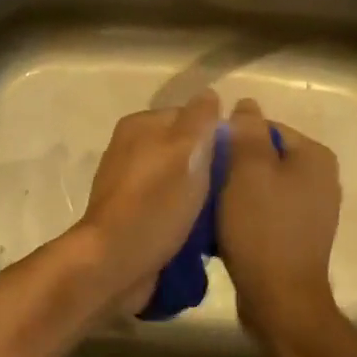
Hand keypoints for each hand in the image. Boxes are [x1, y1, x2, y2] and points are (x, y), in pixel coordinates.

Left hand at [77, 92, 221, 313]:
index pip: (190, 117)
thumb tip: (209, 94)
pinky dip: (186, 217)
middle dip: (210, 168)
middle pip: (184, 150)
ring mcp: (129, 186)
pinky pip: (169, 208)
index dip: (218, 135)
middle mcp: (130, 150)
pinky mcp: (132, 218)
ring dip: (200, 196)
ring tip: (226, 213)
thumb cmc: (155, 201)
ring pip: (179, 181)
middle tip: (236, 189)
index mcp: (140, 126)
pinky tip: (205, 233)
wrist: (116, 262)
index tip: (241, 160)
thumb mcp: (186, 150)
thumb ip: (200, 119)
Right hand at [218, 98, 342, 351]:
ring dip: (236, 191)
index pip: (265, 128)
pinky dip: (246, 213)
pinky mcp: (299, 235)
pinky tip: (225, 226)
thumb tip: (247, 104)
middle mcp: (321, 178)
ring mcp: (313, 209)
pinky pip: (266, 210)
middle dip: (233, 165)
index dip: (231, 138)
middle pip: (264, 156)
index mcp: (315, 156)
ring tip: (210, 204)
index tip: (205, 158)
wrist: (280, 300)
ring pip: (263, 184)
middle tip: (205, 181)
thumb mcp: (248, 170)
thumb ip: (247, 131)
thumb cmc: (262, 228)